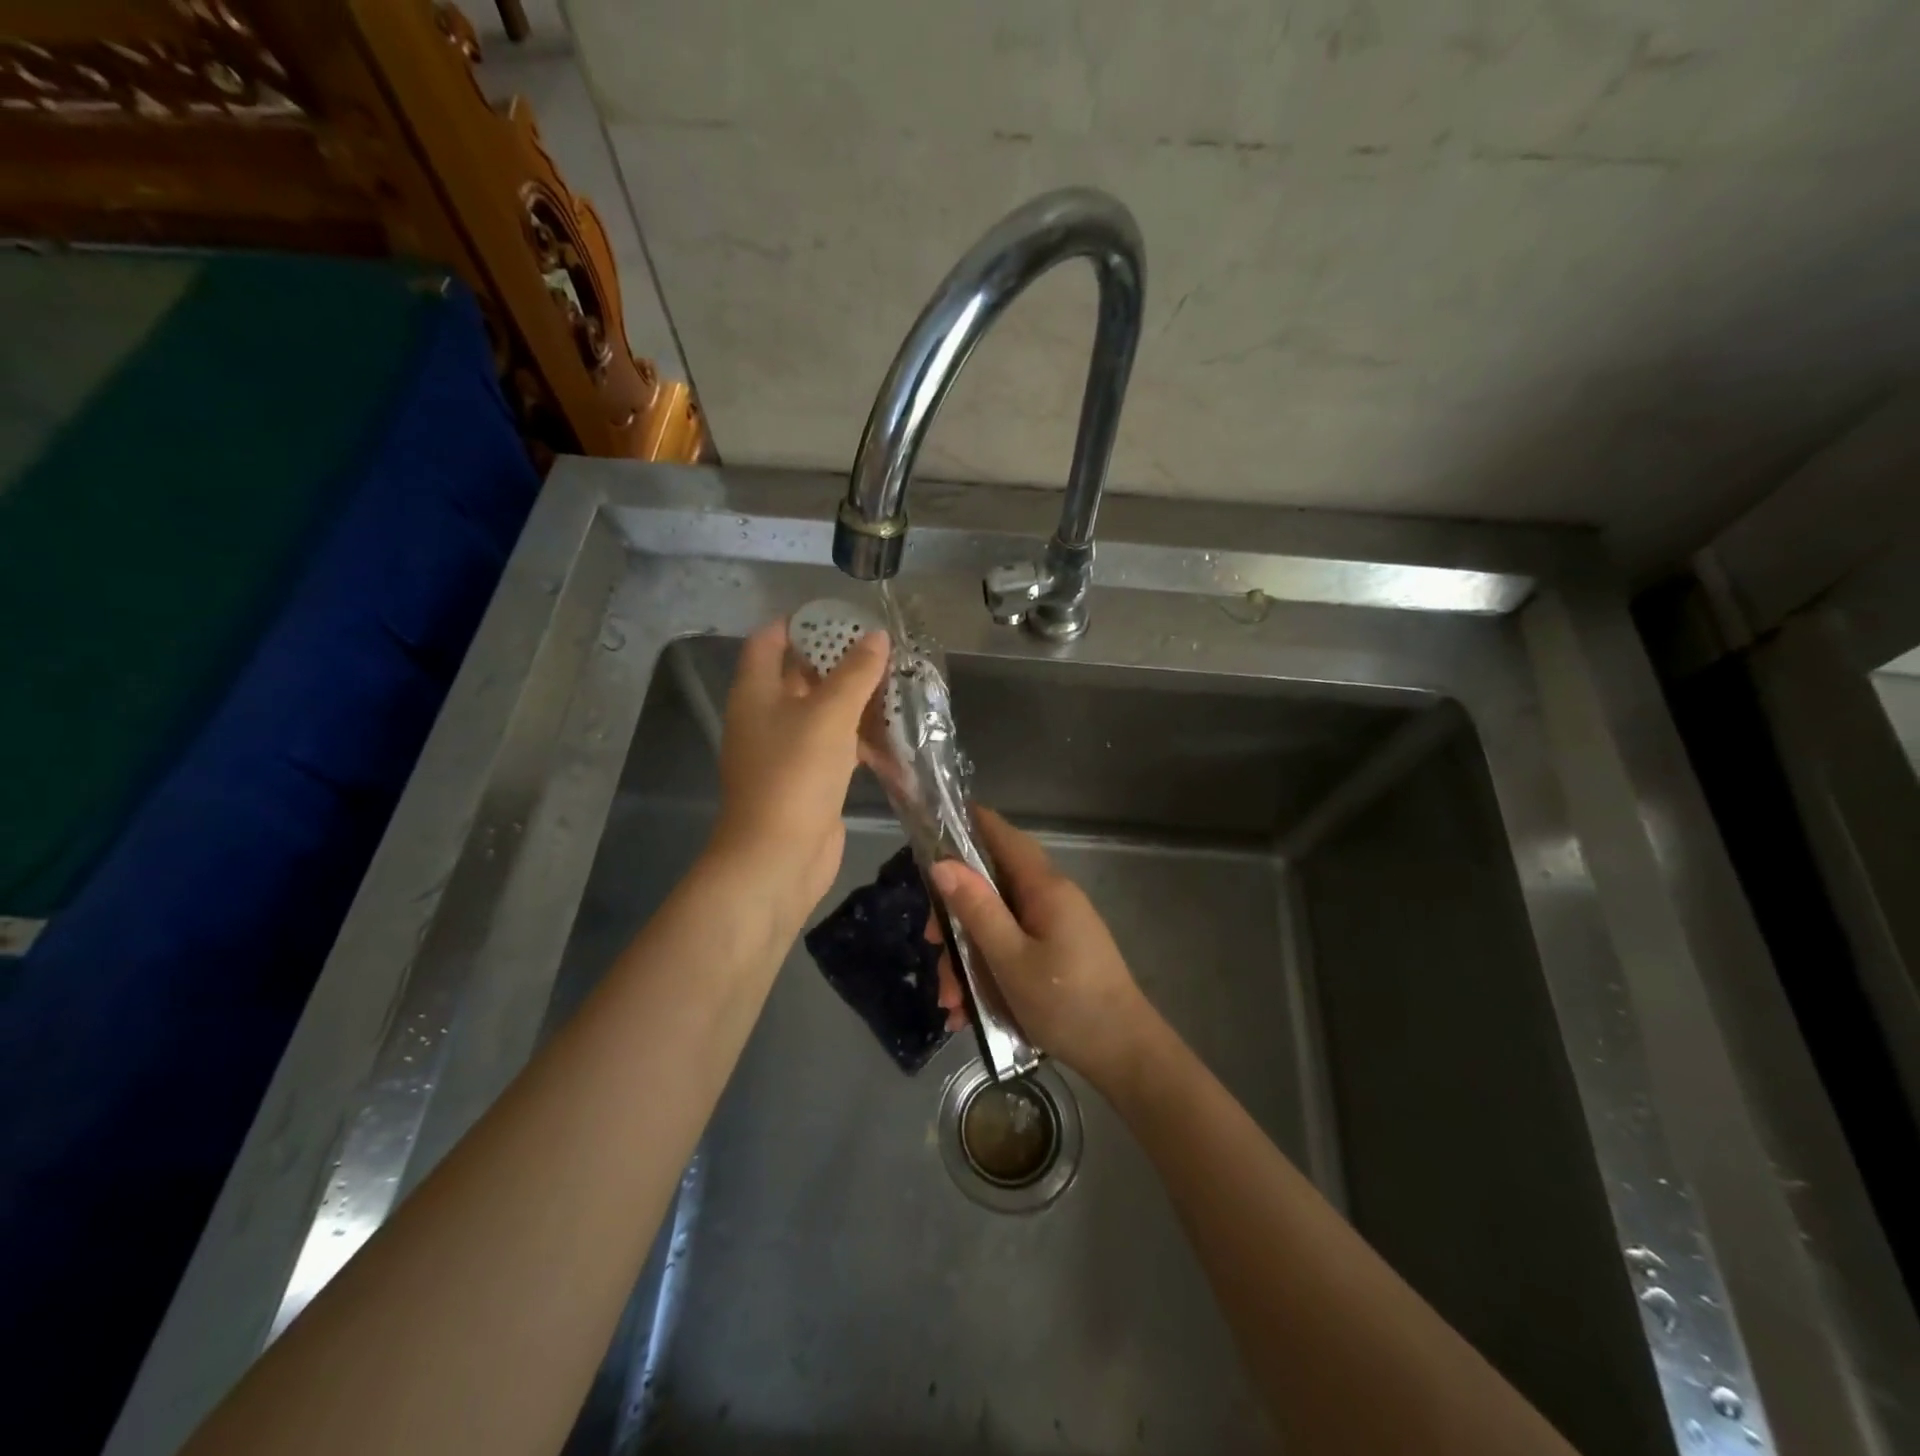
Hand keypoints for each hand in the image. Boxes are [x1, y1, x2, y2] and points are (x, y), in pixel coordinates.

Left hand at [707, 620, 887, 921]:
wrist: (778, 857)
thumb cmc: (795, 775)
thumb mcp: (829, 715)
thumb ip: (855, 673)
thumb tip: (877, 636)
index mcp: (756, 692)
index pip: (769, 641)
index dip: (800, 623)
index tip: (841, 616)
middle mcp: (766, 717)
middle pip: (799, 675)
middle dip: (839, 661)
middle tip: (882, 648)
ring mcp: (787, 751)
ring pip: (823, 712)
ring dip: (855, 700)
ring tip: (897, 682)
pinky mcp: (809, 779)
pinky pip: (835, 746)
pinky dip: (859, 737)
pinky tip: (894, 733)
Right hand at [928, 807, 1158, 1088]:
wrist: (1125, 1055)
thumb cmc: (1067, 1004)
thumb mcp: (1010, 960)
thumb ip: (977, 909)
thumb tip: (942, 864)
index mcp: (1044, 887)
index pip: (1002, 835)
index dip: (966, 825)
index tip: (930, 832)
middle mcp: (1050, 897)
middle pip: (991, 886)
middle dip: (956, 917)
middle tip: (931, 947)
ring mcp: (1055, 926)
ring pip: (997, 924)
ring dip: (968, 957)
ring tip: (952, 1004)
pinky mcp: (1057, 952)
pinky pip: (1012, 948)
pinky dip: (988, 972)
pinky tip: (969, 1012)